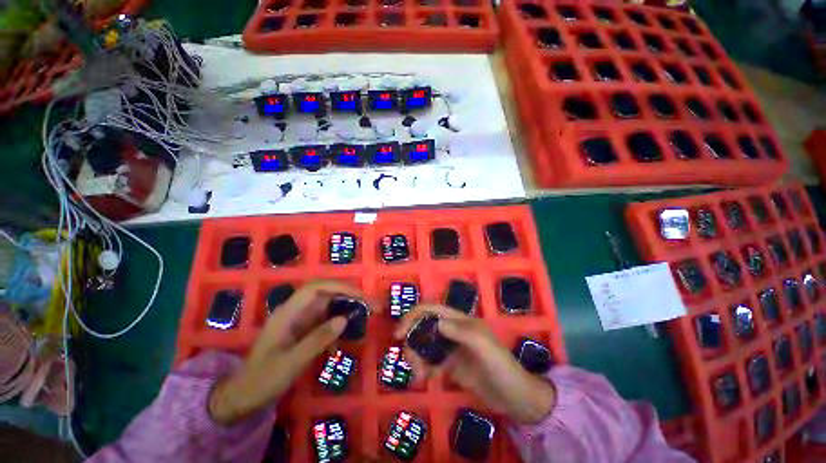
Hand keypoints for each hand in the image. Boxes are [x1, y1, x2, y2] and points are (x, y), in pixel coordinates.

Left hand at [209, 280, 363, 424]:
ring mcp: (299, 320)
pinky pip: (325, 317)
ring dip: (346, 304)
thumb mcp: (291, 363)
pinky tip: (350, 326)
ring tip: (364, 312)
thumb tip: (344, 319)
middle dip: (347, 294)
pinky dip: (339, 318)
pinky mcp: (304, 329)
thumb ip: (317, 339)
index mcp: (287, 313)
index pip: (315, 288)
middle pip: (324, 292)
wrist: (244, 396)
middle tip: (368, 303)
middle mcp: (295, 311)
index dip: (338, 286)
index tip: (358, 295)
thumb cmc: (263, 379)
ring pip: (327, 304)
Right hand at [394, 305, 556, 424]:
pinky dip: (424, 368)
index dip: (413, 316)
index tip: (399, 334)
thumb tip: (437, 323)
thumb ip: (463, 332)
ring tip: (419, 376)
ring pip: (425, 345)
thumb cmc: (502, 367)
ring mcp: (451, 348)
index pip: (431, 310)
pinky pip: (430, 362)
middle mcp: (453, 331)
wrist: (514, 398)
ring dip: (416, 357)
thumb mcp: (485, 347)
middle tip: (410, 362)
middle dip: (413, 342)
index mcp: (459, 321)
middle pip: (424, 328)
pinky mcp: (450, 365)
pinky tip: (426, 379)